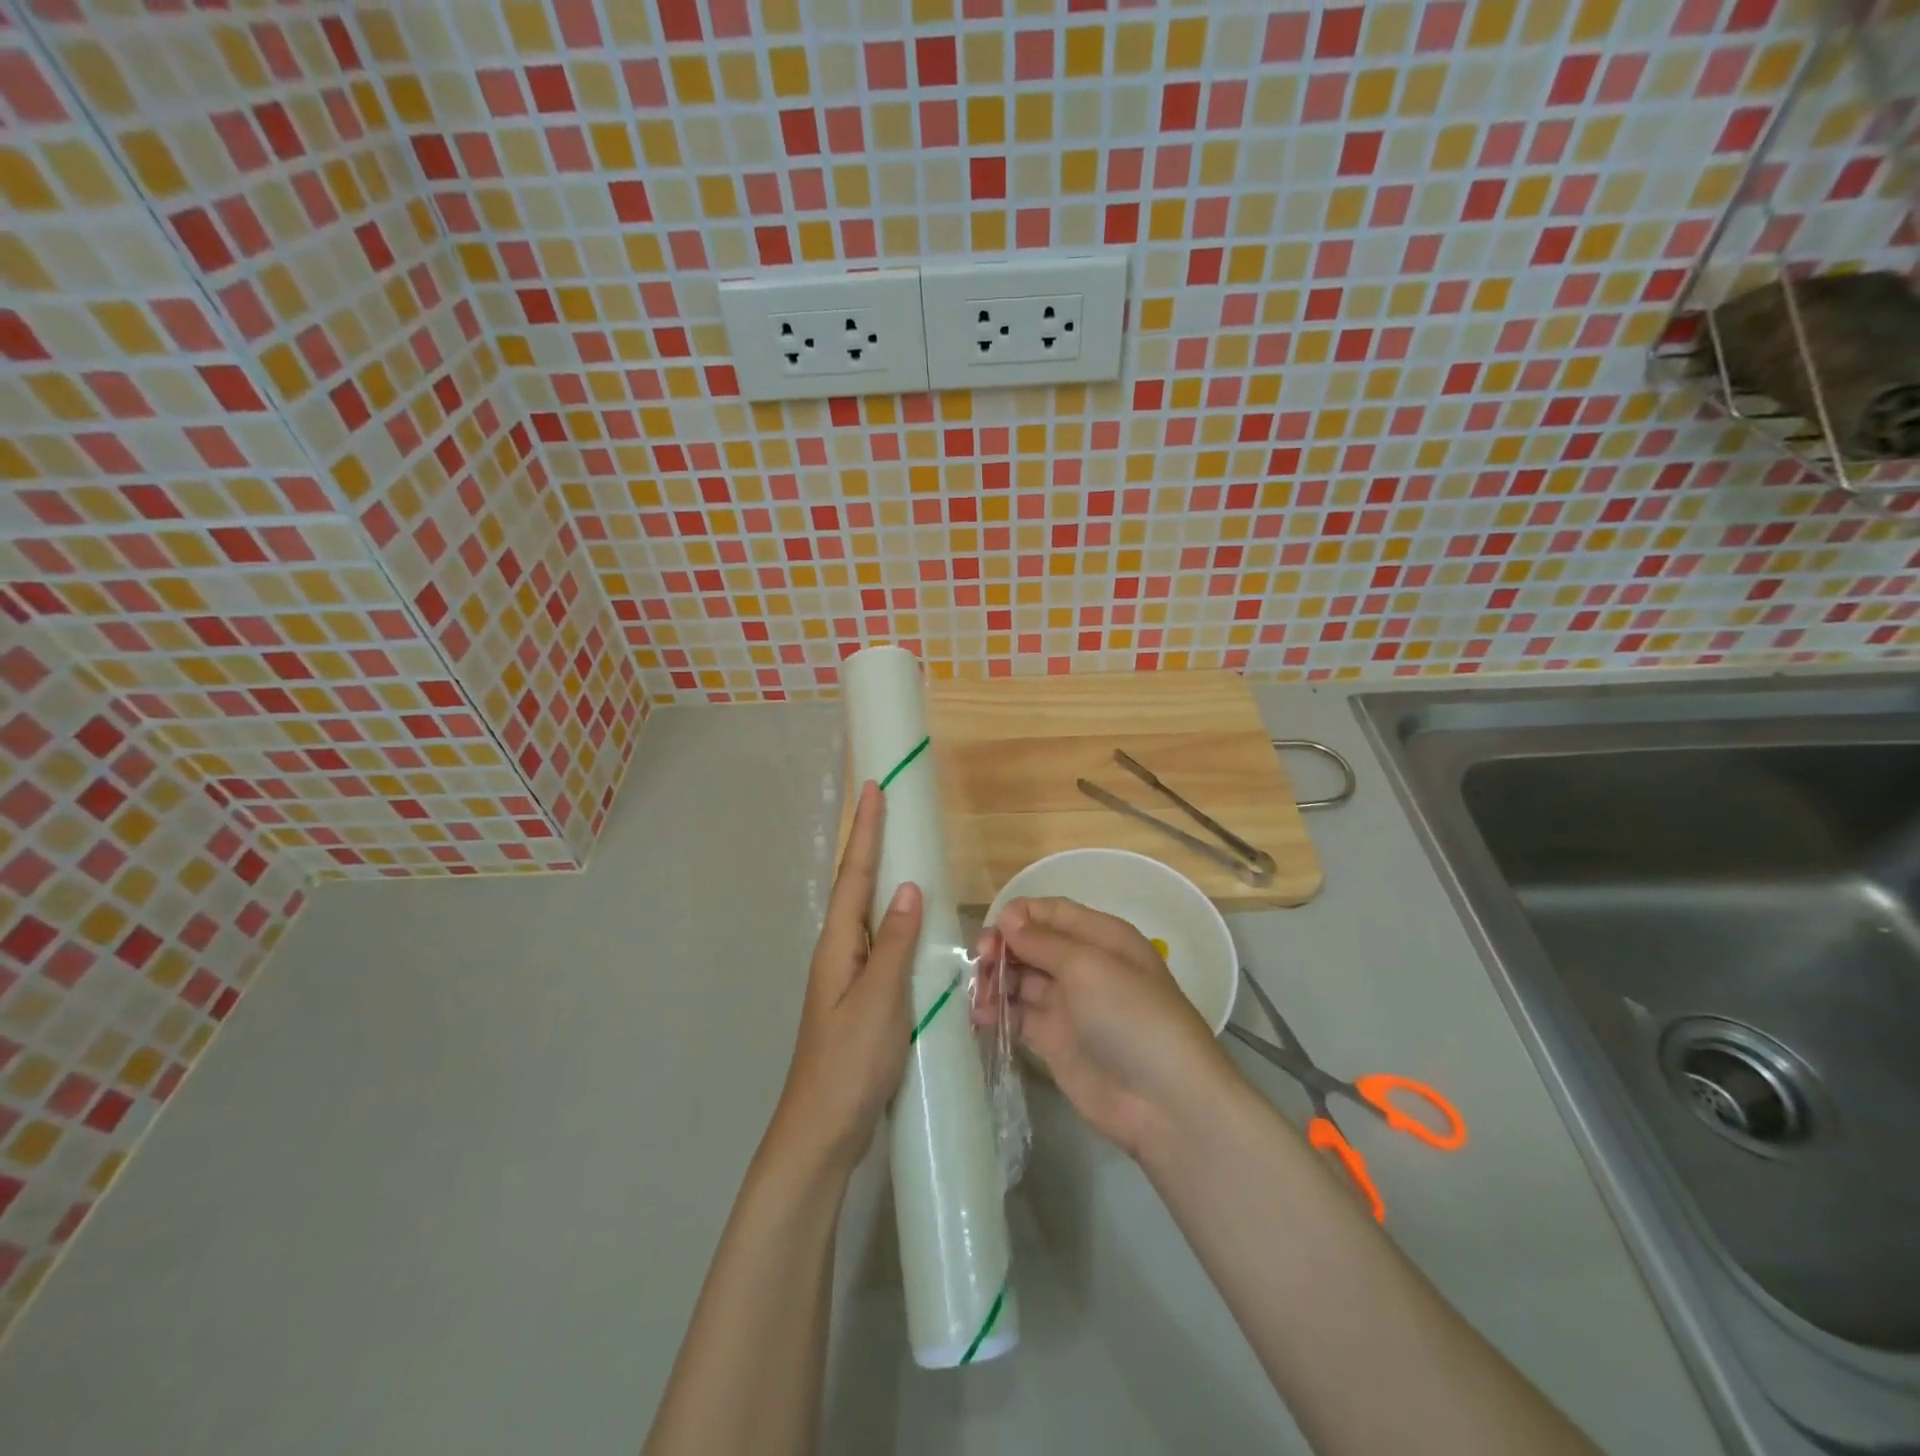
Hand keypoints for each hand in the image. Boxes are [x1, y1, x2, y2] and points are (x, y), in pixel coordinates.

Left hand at [768, 781, 923, 1178]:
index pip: (856, 875)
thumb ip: (896, 944)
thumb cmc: (849, 1063)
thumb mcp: (879, 1001)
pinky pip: (880, 941)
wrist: (822, 1131)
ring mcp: (849, 975)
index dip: (866, 831)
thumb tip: (909, 887)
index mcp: (839, 945)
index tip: (875, 788)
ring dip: (881, 875)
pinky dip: (894, 917)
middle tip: (887, 804)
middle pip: (857, 885)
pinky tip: (911, 921)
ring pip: (868, 912)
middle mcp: (840, 951)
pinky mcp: (862, 996)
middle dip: (870, 842)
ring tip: (901, 847)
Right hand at [976, 897, 1238, 1160]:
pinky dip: (997, 1011)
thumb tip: (1009, 918)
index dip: (1019, 916)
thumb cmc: (1131, 1017)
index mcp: (1101, 936)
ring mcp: (1068, 1004)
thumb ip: (1043, 942)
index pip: (1051, 913)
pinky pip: (1018, 1014)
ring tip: (977, 995)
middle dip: (1002, 948)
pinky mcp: (1054, 1040)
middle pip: (1032, 944)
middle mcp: (1083, 964)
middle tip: (980, 964)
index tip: (992, 933)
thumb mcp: (1088, 967)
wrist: (1164, 1101)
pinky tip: (979, 1015)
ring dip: (995, 979)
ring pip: (1021, 978)